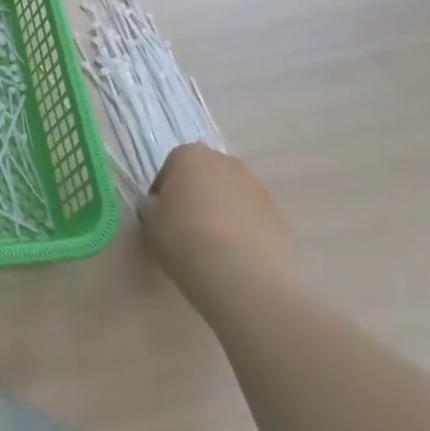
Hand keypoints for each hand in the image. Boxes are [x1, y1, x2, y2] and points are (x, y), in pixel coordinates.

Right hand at [139, 144, 293, 303]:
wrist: (241, 275)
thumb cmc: (184, 237)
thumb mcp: (150, 220)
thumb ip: (150, 205)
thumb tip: (157, 205)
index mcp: (190, 155)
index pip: (170, 167)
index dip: (163, 192)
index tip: (161, 216)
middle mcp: (226, 163)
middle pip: (205, 176)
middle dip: (196, 196)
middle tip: (185, 227)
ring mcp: (258, 189)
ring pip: (231, 196)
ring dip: (221, 212)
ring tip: (212, 246)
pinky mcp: (280, 217)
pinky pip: (252, 219)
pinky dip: (243, 231)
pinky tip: (235, 256)